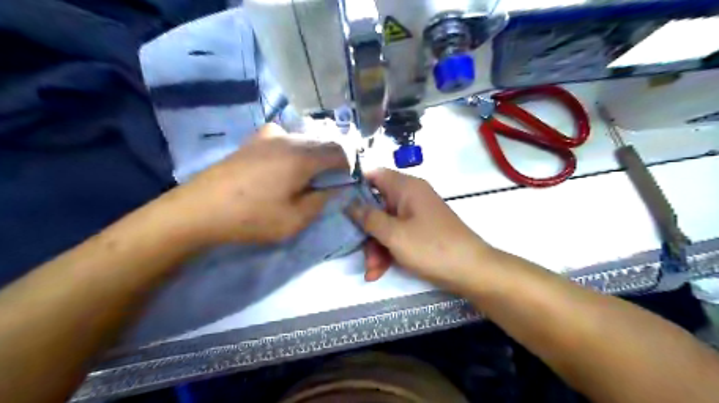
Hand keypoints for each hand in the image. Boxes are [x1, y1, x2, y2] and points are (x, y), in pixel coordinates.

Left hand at [169, 125, 347, 245]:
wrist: (199, 209)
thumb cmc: (251, 218)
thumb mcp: (294, 220)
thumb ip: (320, 201)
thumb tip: (334, 188)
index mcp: (302, 157)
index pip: (340, 151)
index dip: (350, 165)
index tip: (348, 181)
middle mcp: (288, 139)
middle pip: (323, 141)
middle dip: (333, 159)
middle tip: (330, 181)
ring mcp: (268, 136)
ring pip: (304, 138)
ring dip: (314, 153)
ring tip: (309, 175)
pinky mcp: (253, 141)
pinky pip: (284, 137)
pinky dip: (294, 147)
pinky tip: (284, 163)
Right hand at [346, 168, 494, 290]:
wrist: (471, 271)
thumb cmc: (431, 247)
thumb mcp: (394, 234)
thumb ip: (368, 218)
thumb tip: (349, 204)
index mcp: (406, 187)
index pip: (374, 175)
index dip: (355, 187)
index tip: (339, 204)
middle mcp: (411, 196)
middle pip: (377, 205)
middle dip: (366, 230)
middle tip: (358, 251)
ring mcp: (416, 214)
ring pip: (386, 224)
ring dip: (376, 247)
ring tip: (372, 271)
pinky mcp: (421, 231)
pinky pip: (398, 235)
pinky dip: (388, 251)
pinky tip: (379, 272)